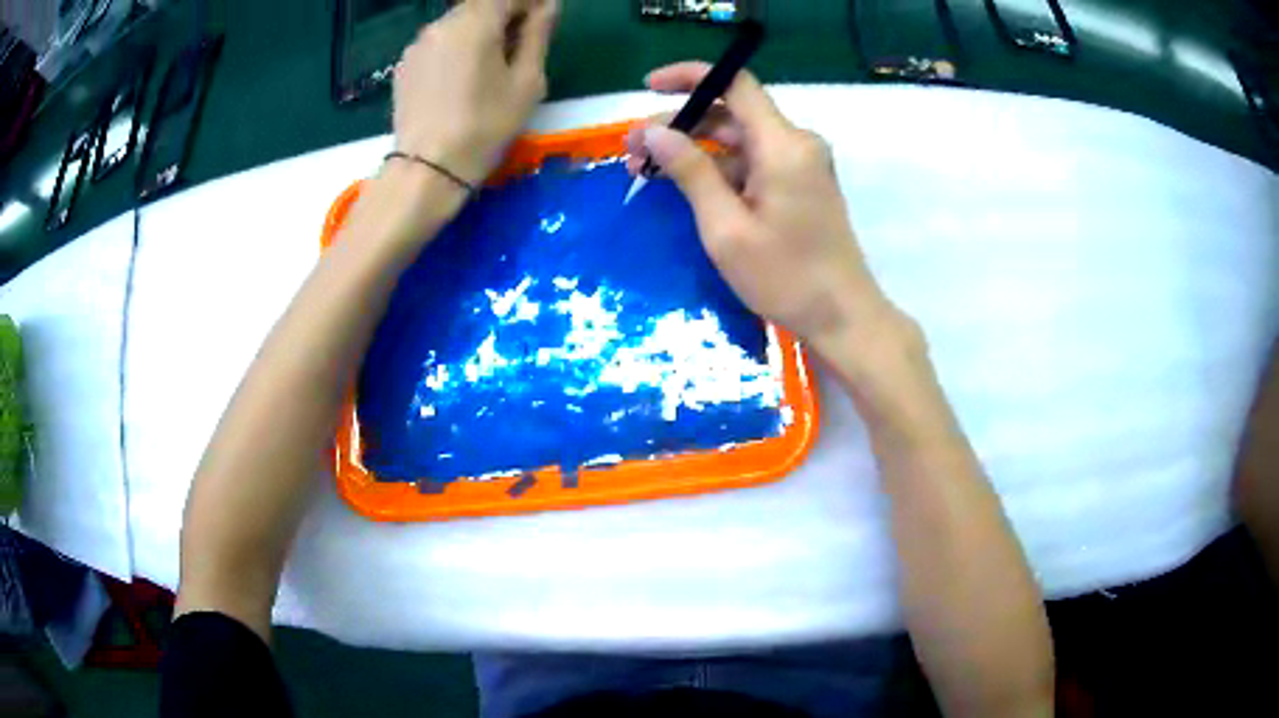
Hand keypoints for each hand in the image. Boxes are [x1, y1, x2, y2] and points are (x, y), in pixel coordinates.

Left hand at [394, 0, 557, 186]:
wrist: (427, 169)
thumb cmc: (485, 126)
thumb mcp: (526, 81)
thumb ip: (537, 35)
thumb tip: (548, 6)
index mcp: (476, 22)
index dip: (531, 3)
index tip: (545, 16)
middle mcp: (442, 23)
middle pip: (481, 4)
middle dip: (505, 13)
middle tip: (523, 38)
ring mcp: (418, 43)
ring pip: (457, 22)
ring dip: (480, 29)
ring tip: (493, 60)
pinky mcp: (405, 64)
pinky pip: (439, 41)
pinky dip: (457, 45)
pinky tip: (463, 74)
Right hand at [626, 62, 914, 360]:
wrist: (843, 317)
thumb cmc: (785, 278)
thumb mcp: (726, 228)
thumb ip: (690, 171)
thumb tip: (653, 131)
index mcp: (782, 145)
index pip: (735, 83)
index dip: (689, 76)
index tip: (647, 88)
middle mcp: (796, 144)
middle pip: (732, 113)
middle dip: (680, 124)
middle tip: (632, 150)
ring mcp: (801, 165)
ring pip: (740, 140)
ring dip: (695, 150)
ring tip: (648, 171)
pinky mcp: (801, 185)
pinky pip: (753, 163)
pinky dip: (719, 170)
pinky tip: (686, 187)